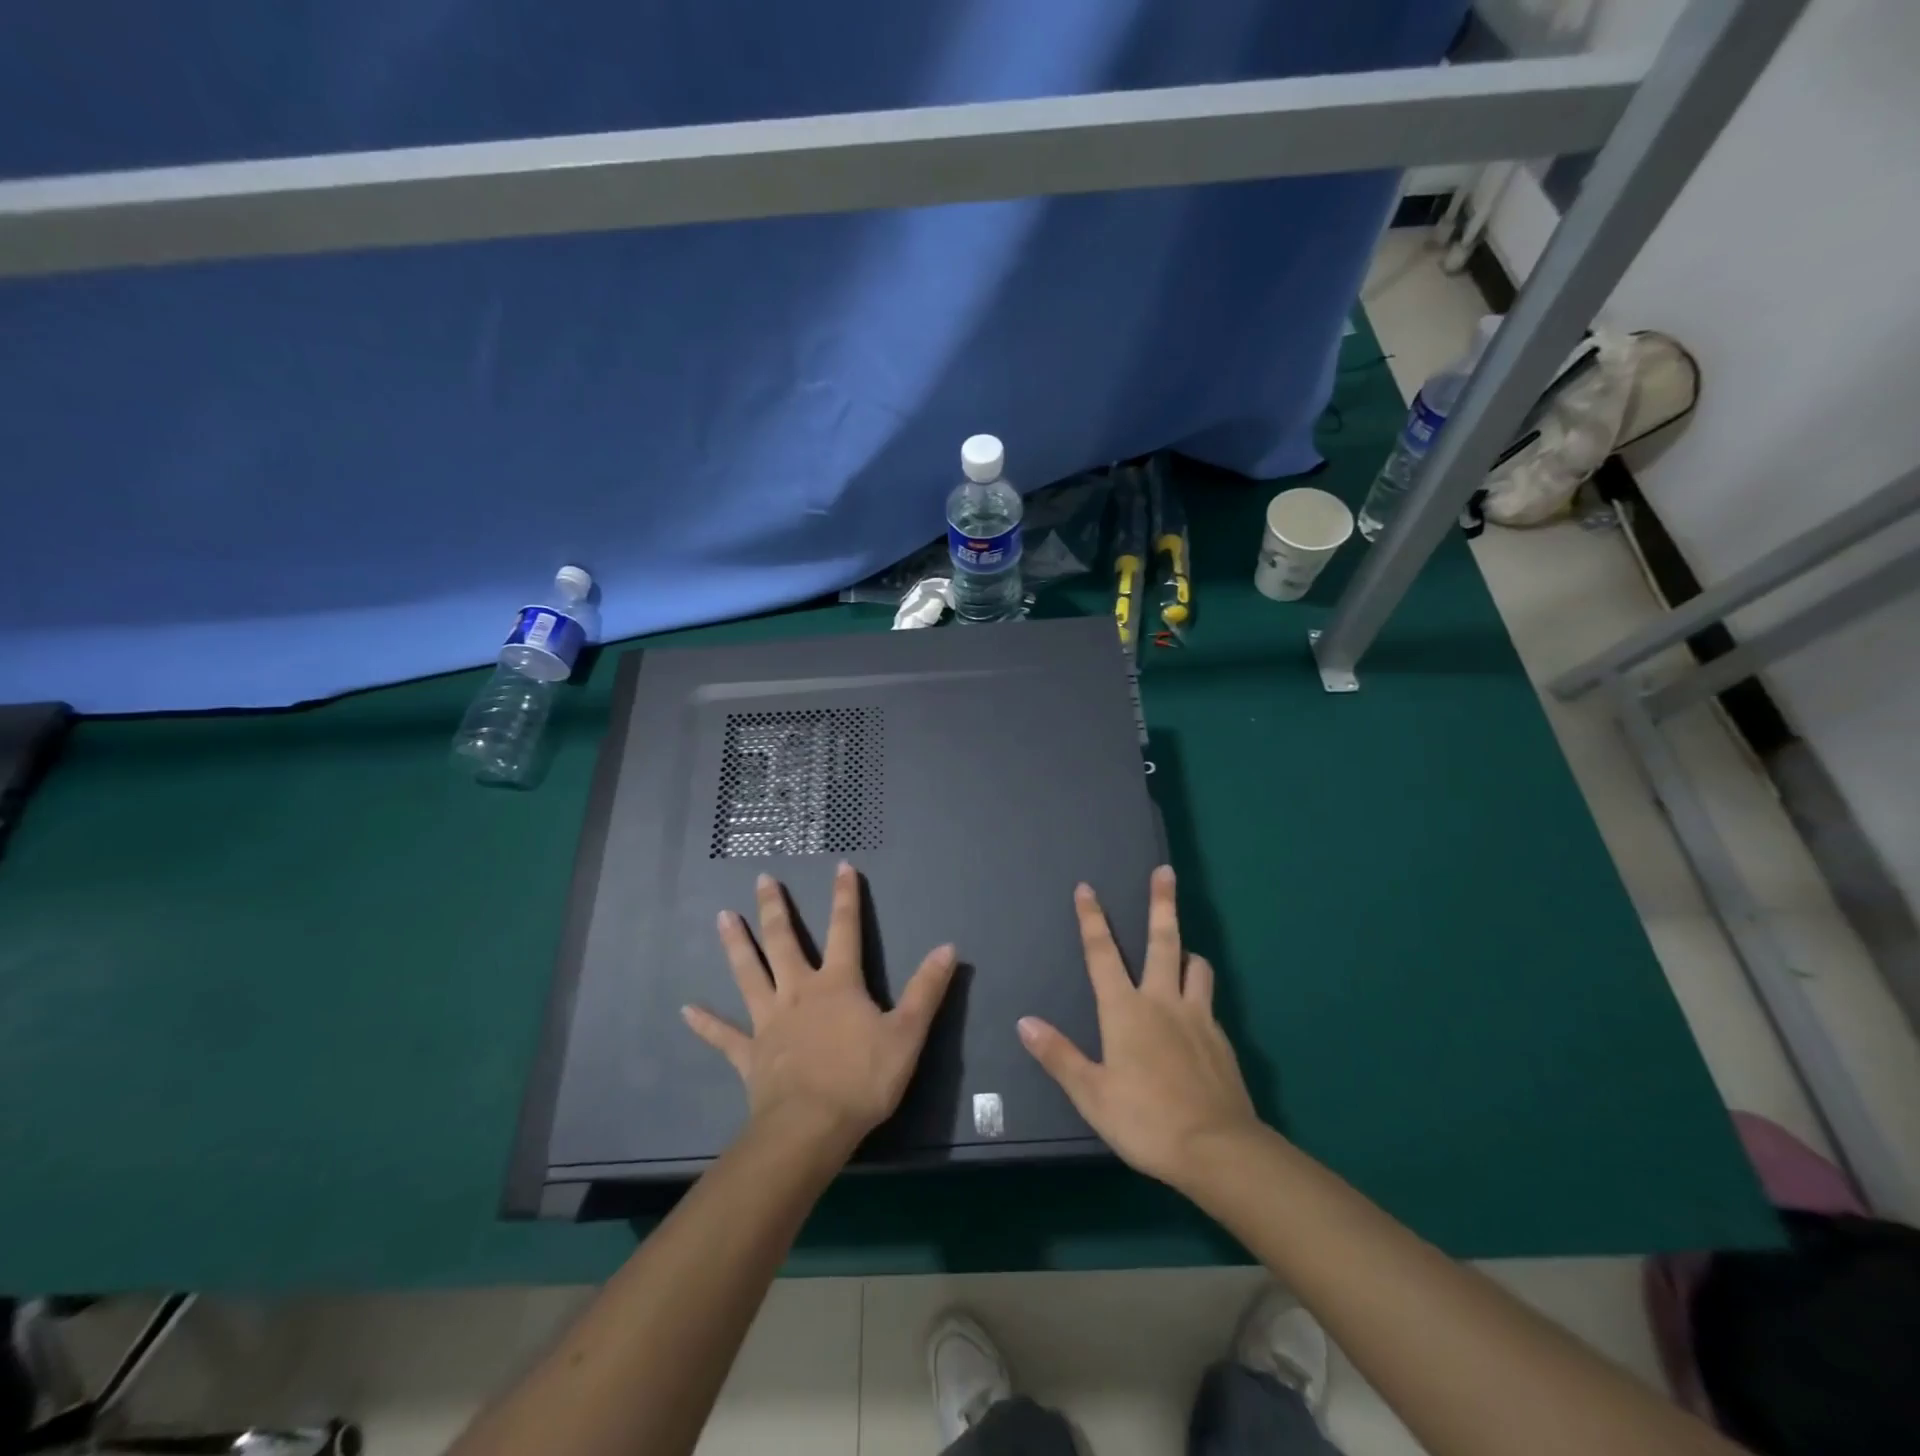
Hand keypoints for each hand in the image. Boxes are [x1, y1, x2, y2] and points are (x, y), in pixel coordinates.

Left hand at [683, 863, 956, 1155]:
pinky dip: (706, 1022)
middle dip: (775, 908)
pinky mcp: (750, 1053)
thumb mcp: (907, 1033)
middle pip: (784, 941)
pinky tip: (686, 1009)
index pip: (845, 929)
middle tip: (762, 879)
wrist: (811, 1128)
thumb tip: (948, 947)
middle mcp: (799, 991)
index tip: (841, 866)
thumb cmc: (862, 1079)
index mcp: (837, 983)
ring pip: (749, 973)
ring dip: (736, 944)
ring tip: (722, 916)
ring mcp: (769, 1021)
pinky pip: (724, 1035)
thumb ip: (926, 989)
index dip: (846, 896)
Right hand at [1017, 866, 1260, 1190]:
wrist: (1218, 1149)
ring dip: (1187, 951)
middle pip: (1163, 941)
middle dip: (1162, 903)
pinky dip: (1199, 992)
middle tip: (1166, 871)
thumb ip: (1059, 1055)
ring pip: (1195, 966)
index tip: (1087, 888)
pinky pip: (1208, 1001)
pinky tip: (1196, 1013)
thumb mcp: (1092, 1093)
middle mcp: (1162, 1001)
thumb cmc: (1145, 1119)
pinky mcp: (1220, 1039)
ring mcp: (1197, 1017)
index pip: (1102, 953)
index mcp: (1126, 1010)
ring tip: (1183, 949)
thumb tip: (1025, 1022)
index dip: (1091, 919)